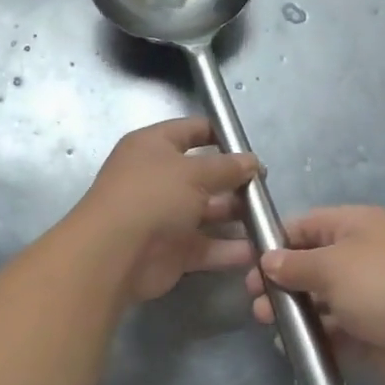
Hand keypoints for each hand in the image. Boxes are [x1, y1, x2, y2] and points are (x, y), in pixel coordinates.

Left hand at [74, 118, 258, 302]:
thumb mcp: (194, 172)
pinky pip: (207, 246)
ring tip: (269, 219)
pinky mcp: (172, 251)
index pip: (192, 130)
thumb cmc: (152, 196)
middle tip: (267, 189)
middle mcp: (158, 178)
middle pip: (204, 175)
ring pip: (208, 213)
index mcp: (154, 146)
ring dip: (237, 216)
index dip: (221, 135)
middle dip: (235, 181)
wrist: (114, 253)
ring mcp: (165, 216)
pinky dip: (230, 249)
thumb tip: (252, 162)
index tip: (252, 149)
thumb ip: (227, 167)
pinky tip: (259, 250)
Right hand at [245, 206, 384, 384]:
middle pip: (311, 263)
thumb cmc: (383, 285)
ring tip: (268, 322)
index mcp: (356, 226)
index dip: (276, 241)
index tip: (248, 263)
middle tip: (255, 300)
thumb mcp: (331, 266)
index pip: (306, 225)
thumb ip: (294, 264)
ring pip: (321, 299)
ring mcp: (369, 297)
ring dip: (294, 309)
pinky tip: (291, 345)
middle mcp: (362, 257)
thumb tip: (269, 261)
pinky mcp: (372, 333)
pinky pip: (335, 331)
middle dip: (281, 280)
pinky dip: (314, 336)